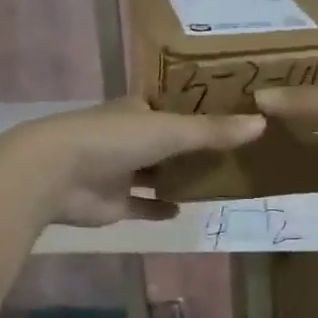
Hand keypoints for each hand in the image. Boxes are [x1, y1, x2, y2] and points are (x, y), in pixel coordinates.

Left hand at [0, 98, 264, 227]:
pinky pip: (141, 205)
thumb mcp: (170, 130)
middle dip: (191, 146)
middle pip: (165, 140)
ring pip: (154, 173)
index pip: (171, 105)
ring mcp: (118, 170)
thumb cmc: (113, 140)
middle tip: (232, 152)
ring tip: (216, 181)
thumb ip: (213, 131)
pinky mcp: (112, 202)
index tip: (229, 112)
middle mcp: (128, 137)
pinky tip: (182, 211)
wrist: (55, 174)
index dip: (196, 108)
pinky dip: (158, 207)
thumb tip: (262, 123)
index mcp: (137, 110)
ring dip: (176, 177)